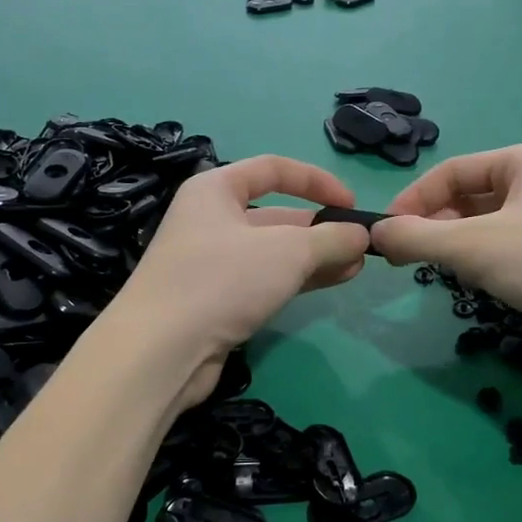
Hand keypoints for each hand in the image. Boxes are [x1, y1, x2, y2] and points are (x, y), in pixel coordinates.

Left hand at [113, 156, 371, 387]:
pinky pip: (266, 279)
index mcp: (216, 190)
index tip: (352, 204)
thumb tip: (361, 234)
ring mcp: (212, 262)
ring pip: (274, 251)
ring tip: (356, 266)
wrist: (160, 352)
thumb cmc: (222, 280)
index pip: (273, 169)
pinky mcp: (216, 300)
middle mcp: (211, 220)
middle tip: (361, 246)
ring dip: (315, 256)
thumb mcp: (287, 251)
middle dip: (320, 228)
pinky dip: (298, 279)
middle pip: (277, 214)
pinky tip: (332, 281)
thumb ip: (330, 238)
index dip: (317, 181)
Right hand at [370, 143, 521, 341]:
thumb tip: (376, 232)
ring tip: (448, 271)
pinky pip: (514, 242)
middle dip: (438, 226)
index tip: (387, 233)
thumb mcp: (474, 248)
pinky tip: (487, 282)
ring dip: (462, 244)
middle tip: (412, 258)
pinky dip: (490, 258)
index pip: (452, 171)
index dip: (413, 201)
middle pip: (471, 196)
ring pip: (491, 222)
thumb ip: (418, 238)